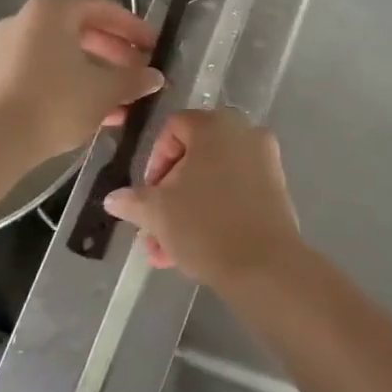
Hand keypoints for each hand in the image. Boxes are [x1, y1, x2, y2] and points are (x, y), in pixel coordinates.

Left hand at [0, 0, 161, 165]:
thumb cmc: (55, 102)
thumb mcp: (105, 90)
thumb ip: (134, 79)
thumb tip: (156, 77)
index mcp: (52, 11)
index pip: (104, 10)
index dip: (135, 29)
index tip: (156, 47)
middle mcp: (27, 20)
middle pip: (83, 31)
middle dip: (117, 54)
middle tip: (141, 73)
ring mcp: (9, 49)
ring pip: (66, 55)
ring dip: (98, 73)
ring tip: (125, 98)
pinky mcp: (0, 77)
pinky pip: (47, 72)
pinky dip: (74, 84)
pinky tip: (98, 112)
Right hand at [103, 109, 305, 290]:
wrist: (264, 265)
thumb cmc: (205, 226)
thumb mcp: (158, 213)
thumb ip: (133, 201)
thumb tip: (113, 198)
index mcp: (215, 125)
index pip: (173, 128)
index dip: (154, 161)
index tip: (147, 195)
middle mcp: (244, 132)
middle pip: (194, 157)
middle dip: (168, 195)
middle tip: (153, 228)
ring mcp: (265, 160)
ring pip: (213, 180)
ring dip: (186, 211)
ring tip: (166, 252)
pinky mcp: (277, 188)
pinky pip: (236, 192)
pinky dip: (214, 212)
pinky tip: (193, 251)